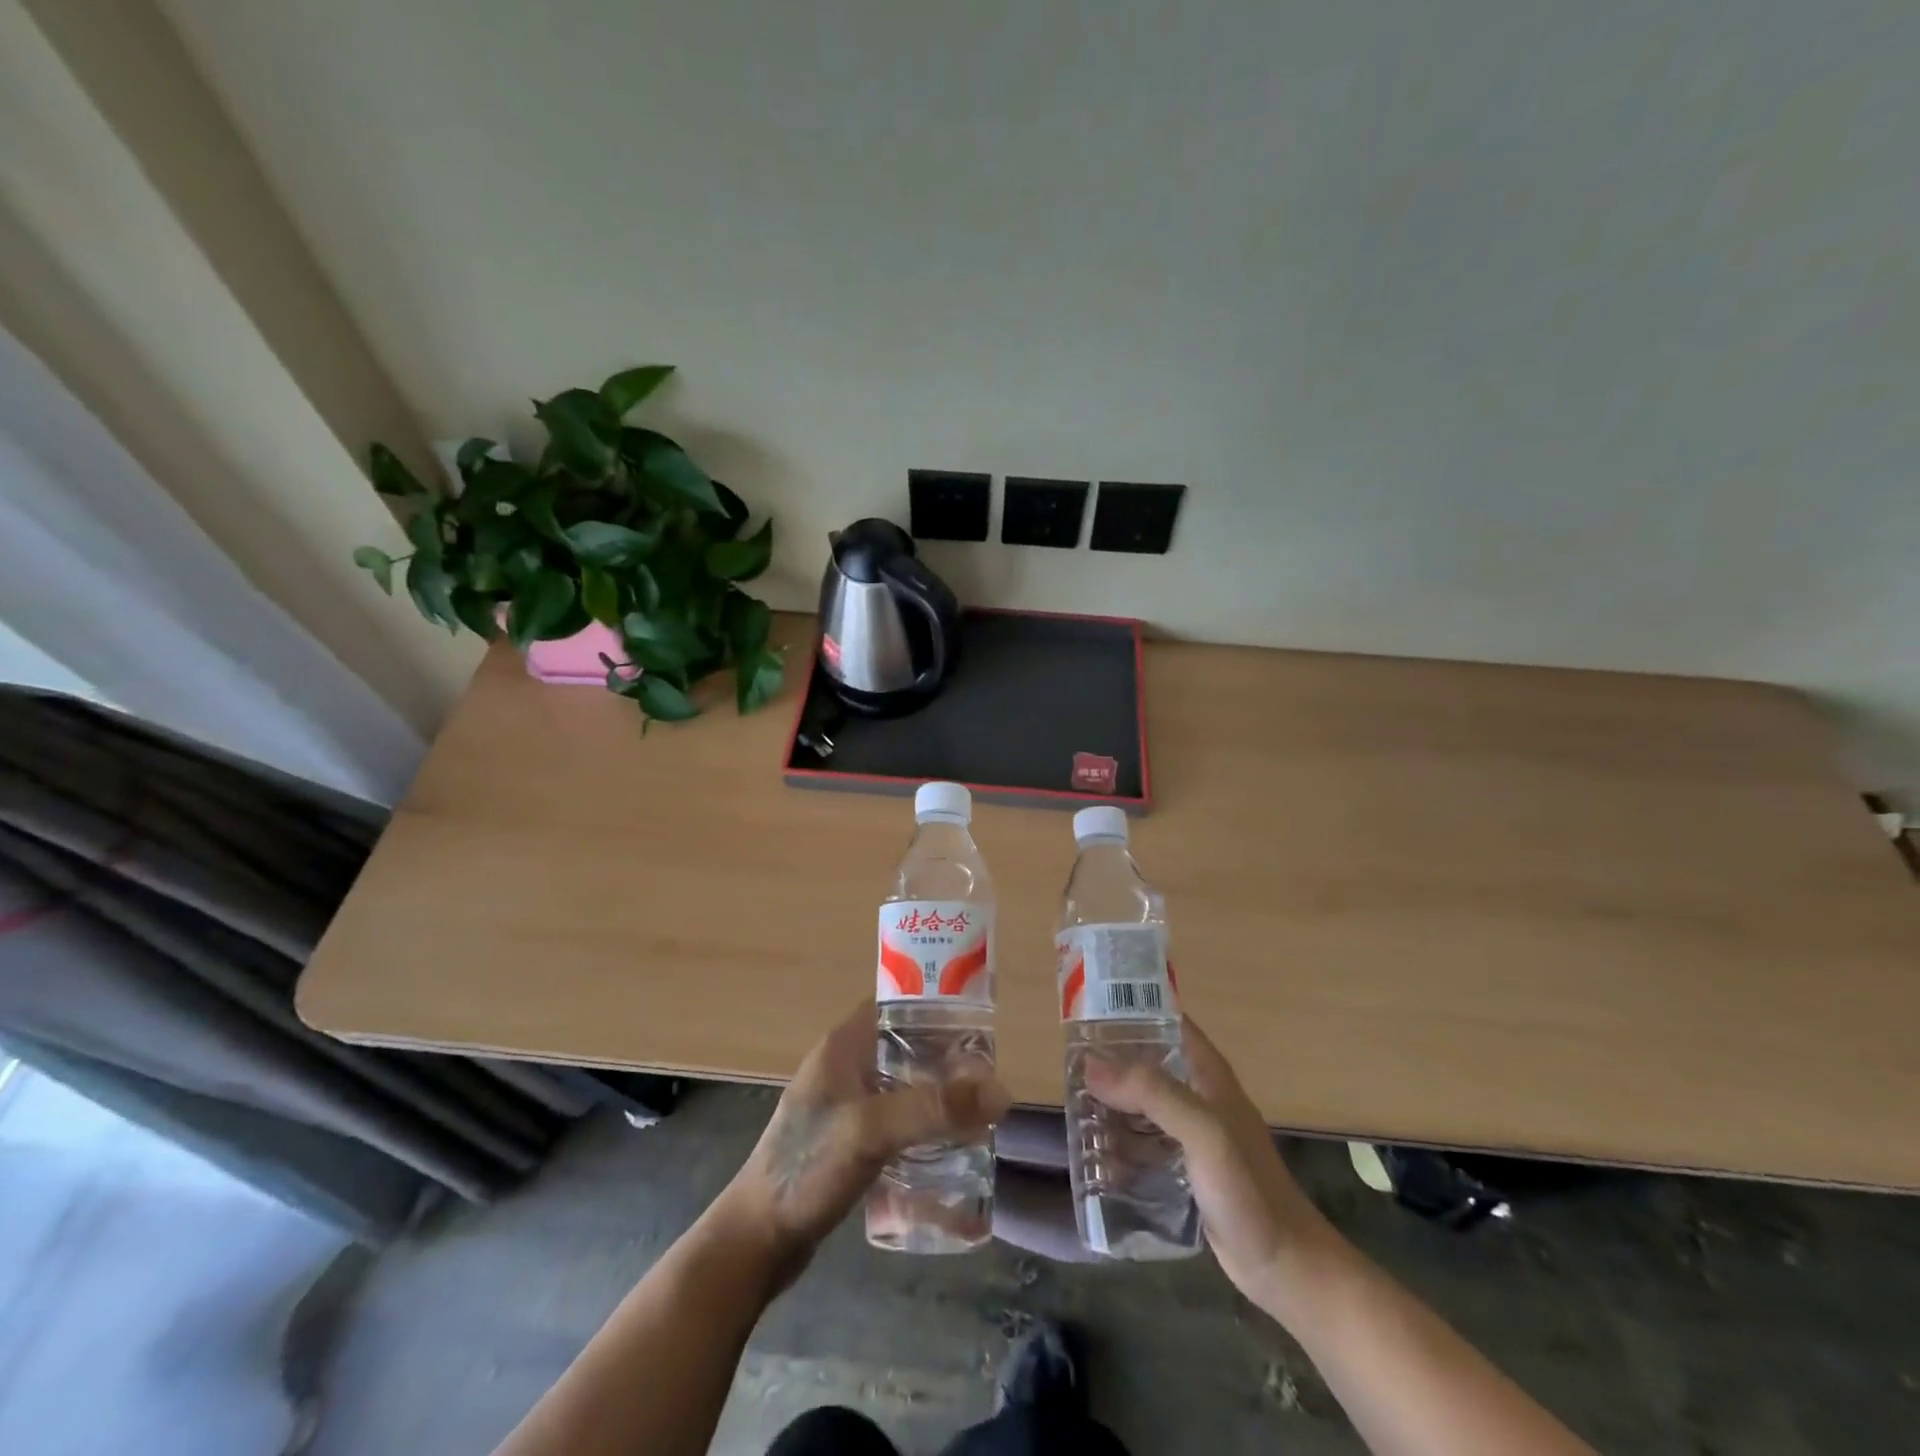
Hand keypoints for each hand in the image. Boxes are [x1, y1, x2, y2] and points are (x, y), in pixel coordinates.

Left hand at [714, 999, 1009, 1288]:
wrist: (755, 1240)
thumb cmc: (806, 1168)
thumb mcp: (871, 1130)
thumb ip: (933, 1109)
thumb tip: (1001, 1091)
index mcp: (844, 1045)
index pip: (898, 1006)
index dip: (937, 1009)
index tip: (979, 1028)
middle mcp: (845, 1066)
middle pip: (907, 1046)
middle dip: (946, 1060)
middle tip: (987, 1080)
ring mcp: (845, 1105)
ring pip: (904, 1085)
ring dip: (936, 1095)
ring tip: (977, 1114)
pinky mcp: (848, 1141)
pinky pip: (896, 1119)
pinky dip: (921, 1126)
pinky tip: (947, 1147)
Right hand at [1085, 1018, 1332, 1306]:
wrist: (1285, 1267)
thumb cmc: (1248, 1190)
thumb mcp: (1203, 1131)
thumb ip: (1152, 1093)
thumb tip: (1091, 1064)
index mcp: (1207, 1074)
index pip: (1166, 1021)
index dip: (1131, 1011)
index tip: (1088, 1012)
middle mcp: (1198, 1095)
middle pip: (1147, 1063)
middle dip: (1110, 1062)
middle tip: (1068, 1066)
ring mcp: (1192, 1134)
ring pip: (1142, 1104)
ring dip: (1111, 1104)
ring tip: (1073, 1108)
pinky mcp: (1184, 1169)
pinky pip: (1144, 1143)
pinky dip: (1121, 1143)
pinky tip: (1095, 1154)